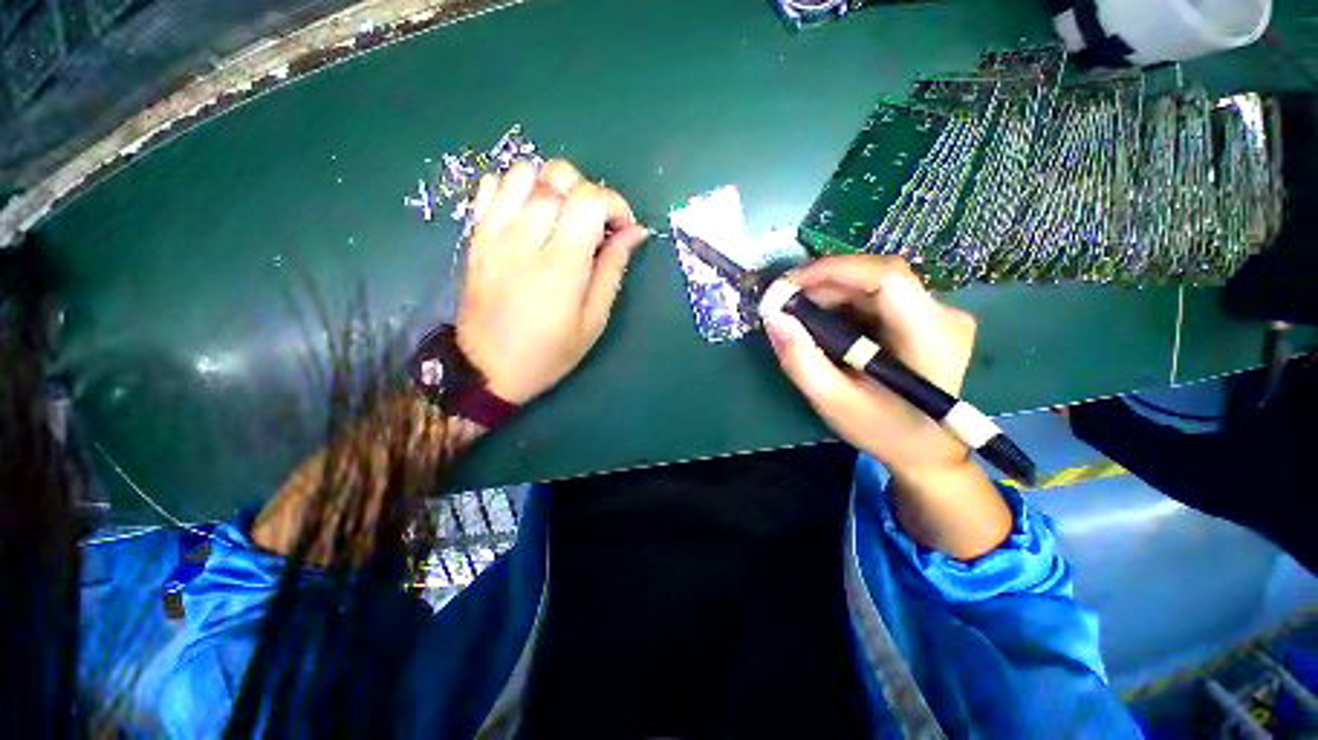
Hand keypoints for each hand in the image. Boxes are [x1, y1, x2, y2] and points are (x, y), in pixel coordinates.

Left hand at [457, 160, 648, 404]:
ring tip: (562, 216)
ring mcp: (494, 233)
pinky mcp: (476, 235)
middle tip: (595, 224)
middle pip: (558, 176)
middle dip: (588, 191)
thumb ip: (613, 270)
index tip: (623, 228)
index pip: (590, 199)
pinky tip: (529, 215)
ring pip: (524, 171)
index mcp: (561, 265)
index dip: (616, 204)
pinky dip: (517, 188)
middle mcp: (525, 239)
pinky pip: (492, 185)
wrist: (487, 368)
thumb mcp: (593, 321)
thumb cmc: (549, 352)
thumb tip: (635, 232)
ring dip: (552, 185)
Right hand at [762, 255, 975, 474]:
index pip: (886, 277)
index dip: (833, 271)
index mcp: (930, 335)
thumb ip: (800, 360)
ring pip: (874, 282)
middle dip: (824, 284)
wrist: (927, 450)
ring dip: (830, 292)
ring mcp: (938, 312)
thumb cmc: (883, 431)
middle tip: (785, 303)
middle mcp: (943, 313)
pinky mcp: (926, 316)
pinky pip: (877, 296)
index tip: (788, 286)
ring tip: (798, 314)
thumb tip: (773, 315)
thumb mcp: (833, 402)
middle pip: (877, 276)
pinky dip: (843, 302)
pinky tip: (823, 322)